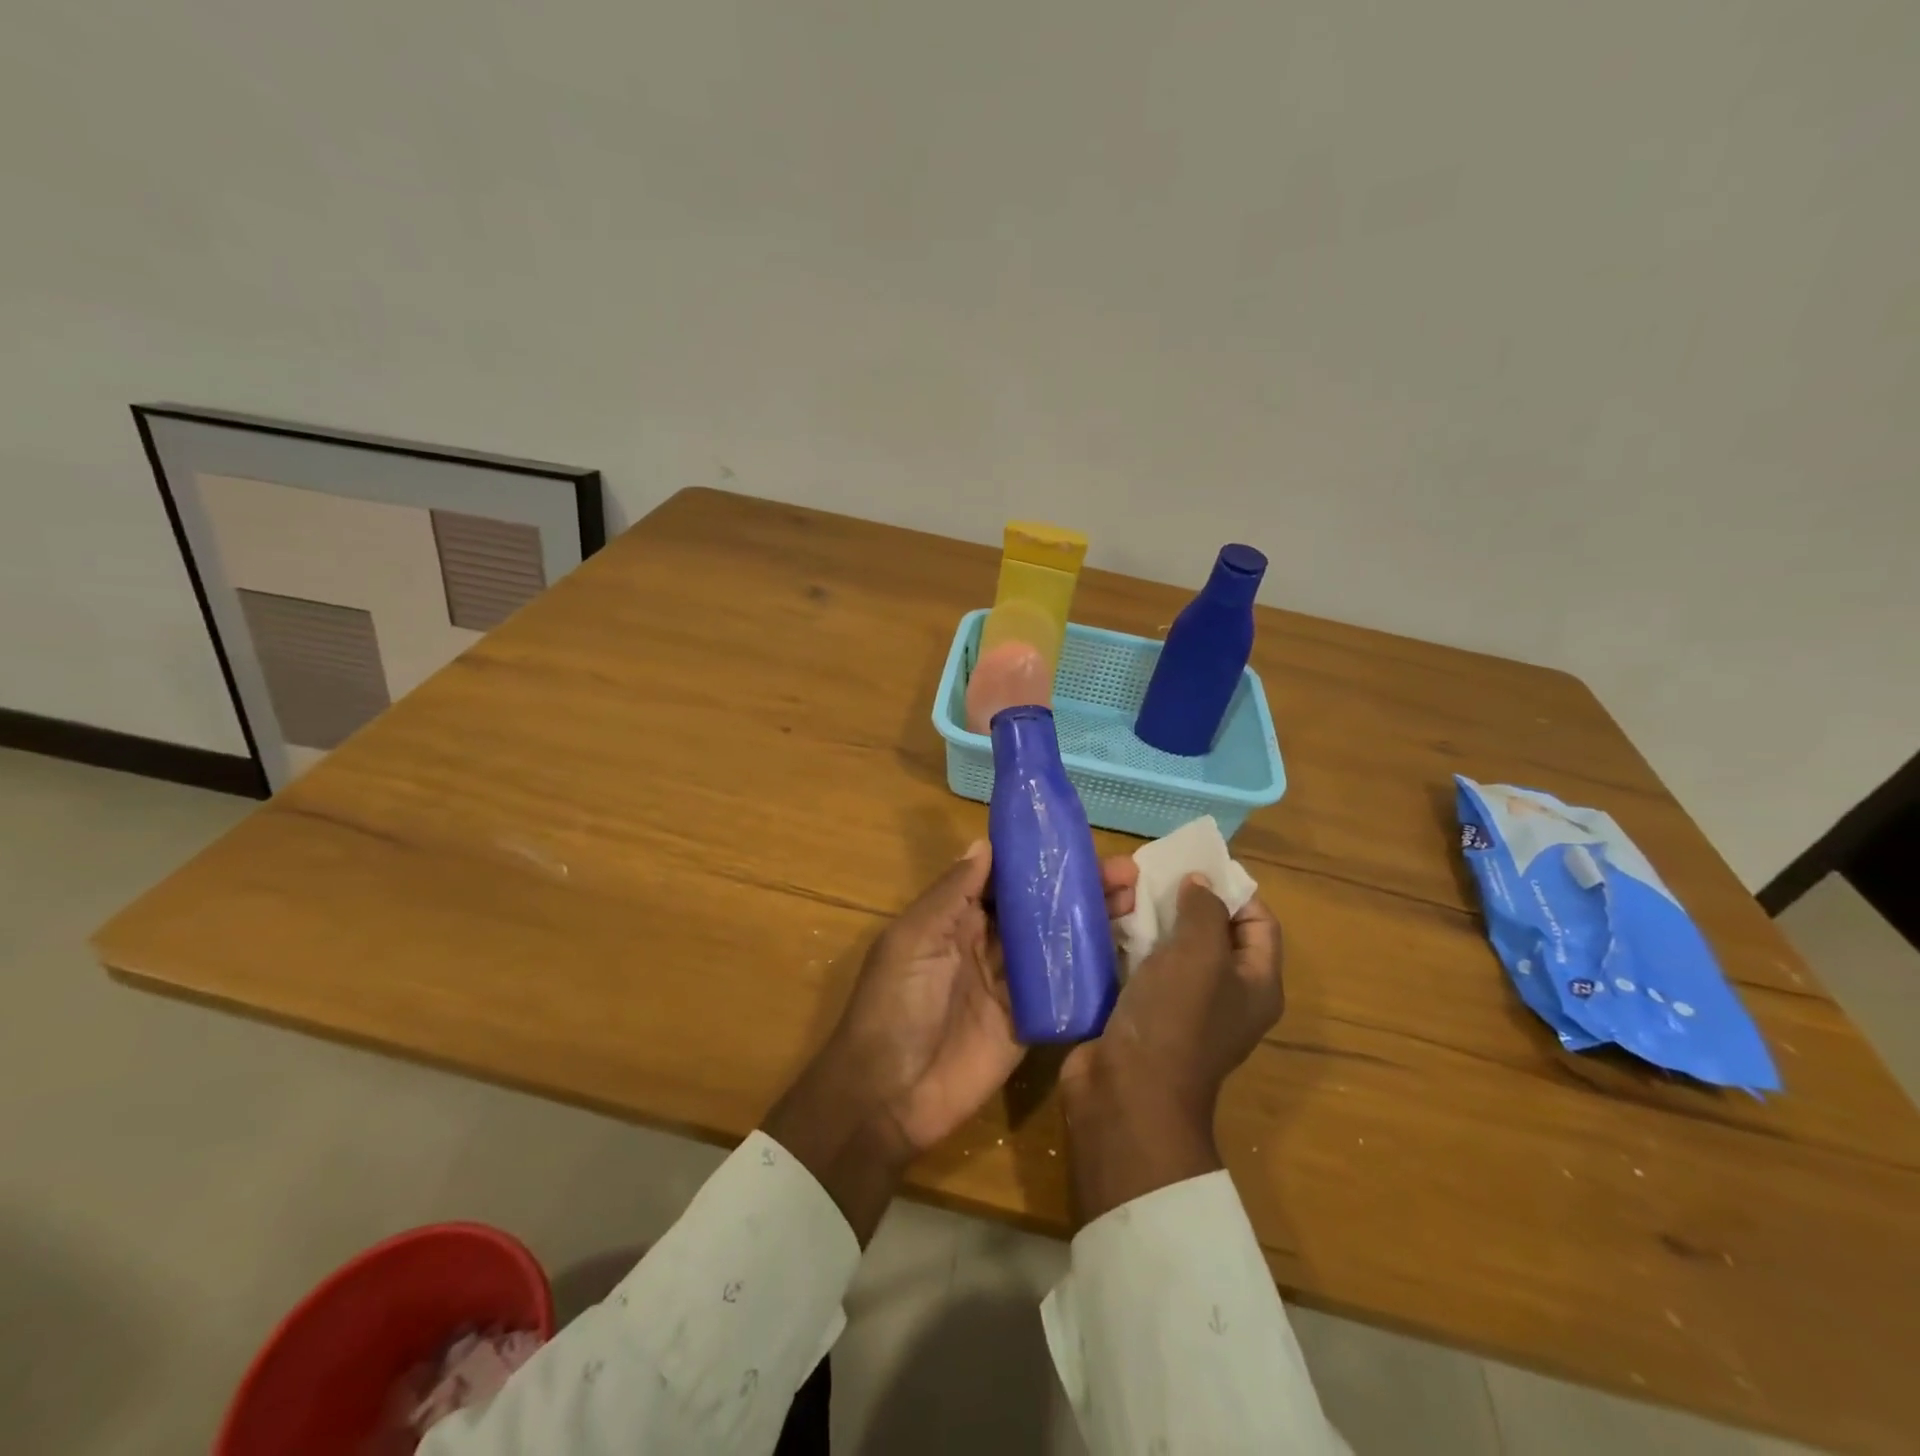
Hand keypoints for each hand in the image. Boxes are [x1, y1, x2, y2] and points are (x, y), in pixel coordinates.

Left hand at [764, 840, 1137, 1240]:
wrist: (889, 1097)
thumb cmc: (893, 1005)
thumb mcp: (913, 940)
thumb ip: (951, 895)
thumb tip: (985, 844)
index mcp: (954, 919)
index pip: (1002, 879)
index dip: (1036, 859)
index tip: (1076, 840)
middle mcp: (986, 944)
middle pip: (1037, 907)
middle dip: (1076, 886)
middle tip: (1124, 870)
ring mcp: (1011, 984)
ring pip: (1056, 942)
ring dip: (1091, 919)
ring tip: (1133, 897)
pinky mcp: (1030, 1021)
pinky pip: (1063, 989)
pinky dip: (1091, 969)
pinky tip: (1126, 949)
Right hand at [1060, 876, 1282, 1224]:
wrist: (1125, 1093)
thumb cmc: (1175, 1019)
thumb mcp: (1200, 954)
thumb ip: (1204, 910)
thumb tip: (1200, 883)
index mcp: (1254, 983)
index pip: (1258, 922)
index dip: (1234, 889)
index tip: (1196, 864)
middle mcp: (1221, 992)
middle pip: (1208, 929)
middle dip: (1180, 898)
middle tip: (1148, 872)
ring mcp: (1177, 1003)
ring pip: (1167, 943)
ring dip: (1145, 916)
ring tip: (1118, 889)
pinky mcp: (1139, 1010)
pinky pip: (1137, 963)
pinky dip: (1123, 940)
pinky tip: (1101, 919)